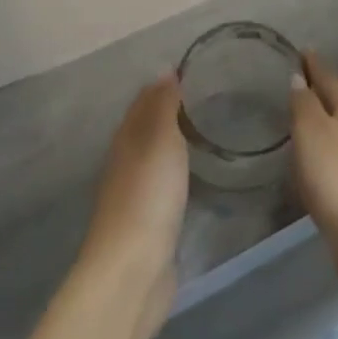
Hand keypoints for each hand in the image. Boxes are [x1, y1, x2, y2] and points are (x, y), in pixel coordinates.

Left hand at [77, 74, 189, 338]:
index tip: (197, 70)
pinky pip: (165, 183)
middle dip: (172, 110)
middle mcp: (126, 161)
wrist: (133, 270)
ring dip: (176, 140)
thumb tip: (165, 68)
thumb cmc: (148, 196)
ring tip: (210, 129)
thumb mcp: (160, 141)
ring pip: (156, 155)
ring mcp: (135, 194)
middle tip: (211, 96)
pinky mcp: (149, 222)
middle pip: (148, 126)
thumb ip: (163, 105)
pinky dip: (179, 170)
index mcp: (126, 138)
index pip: (145, 100)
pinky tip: (197, 172)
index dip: (165, 84)